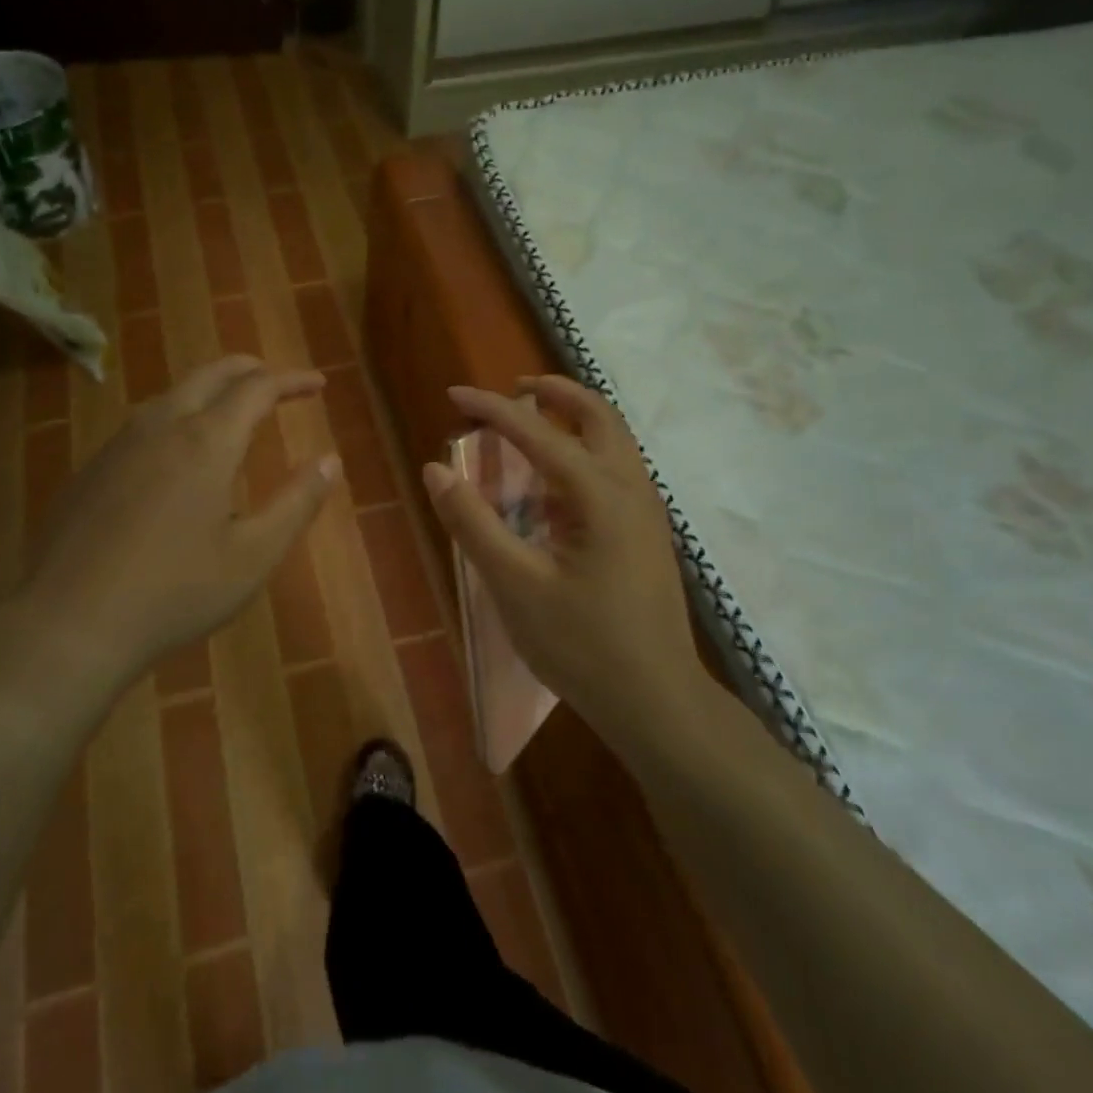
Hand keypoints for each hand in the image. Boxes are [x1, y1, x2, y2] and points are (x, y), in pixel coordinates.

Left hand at [14, 355, 339, 685]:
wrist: (69, 623)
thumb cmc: (174, 592)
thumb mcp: (253, 556)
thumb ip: (297, 503)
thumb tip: (331, 460)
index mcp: (206, 442)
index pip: (257, 389)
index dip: (291, 380)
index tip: (318, 384)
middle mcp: (160, 427)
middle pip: (210, 375)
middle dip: (248, 369)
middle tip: (275, 378)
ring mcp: (118, 445)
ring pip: (171, 395)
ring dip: (209, 390)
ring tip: (230, 408)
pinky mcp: (91, 469)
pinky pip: (143, 424)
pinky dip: (176, 417)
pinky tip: (176, 453)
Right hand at [423, 377, 709, 741]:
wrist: (657, 703)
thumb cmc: (582, 646)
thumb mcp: (514, 585)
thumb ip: (472, 523)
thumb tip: (435, 469)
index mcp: (600, 495)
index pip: (537, 432)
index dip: (492, 408)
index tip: (454, 395)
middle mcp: (631, 489)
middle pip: (598, 416)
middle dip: (553, 392)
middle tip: (512, 389)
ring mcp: (647, 512)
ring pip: (614, 440)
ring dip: (573, 418)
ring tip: (531, 422)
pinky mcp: (648, 534)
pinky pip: (617, 470)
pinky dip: (584, 452)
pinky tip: (554, 485)